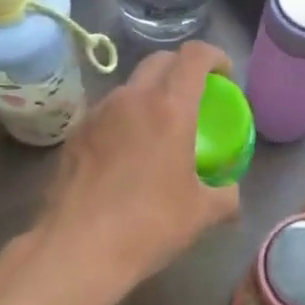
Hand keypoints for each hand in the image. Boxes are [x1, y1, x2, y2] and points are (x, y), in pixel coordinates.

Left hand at [34, 42, 241, 292]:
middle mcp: (131, 99)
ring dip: (150, 94)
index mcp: (169, 108)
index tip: (224, 75)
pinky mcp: (74, 134)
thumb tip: (230, 192)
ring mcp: (97, 113)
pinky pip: (106, 112)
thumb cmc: (147, 226)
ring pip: (129, 86)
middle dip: (182, 67)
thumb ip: (225, 195)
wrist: (76, 248)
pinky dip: (123, 119)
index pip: (194, 56)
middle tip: (195, 95)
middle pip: (159, 60)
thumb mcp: (201, 214)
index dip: (215, 56)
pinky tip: (125, 154)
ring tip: (158, 127)